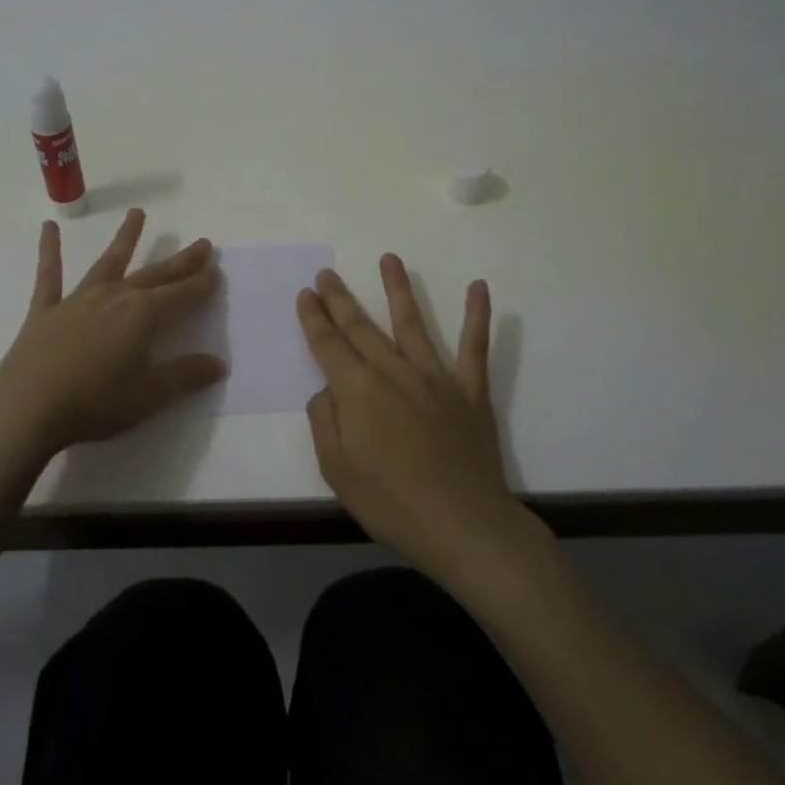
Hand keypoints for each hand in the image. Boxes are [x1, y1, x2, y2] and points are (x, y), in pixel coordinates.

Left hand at [0, 208, 225, 459]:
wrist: (27, 407)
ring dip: (125, 238)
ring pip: (108, 262)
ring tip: (138, 214)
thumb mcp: (149, 396)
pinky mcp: (47, 310)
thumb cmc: (94, 403)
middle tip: (201, 244)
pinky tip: (48, 228)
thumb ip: (185, 376)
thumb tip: (219, 364)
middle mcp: (115, 297)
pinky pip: (50, 274)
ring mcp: (79, 299)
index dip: (202, 284)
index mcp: (143, 315)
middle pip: (155, 274)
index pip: (182, 295)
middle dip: (181, 260)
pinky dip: (49, 250)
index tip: (217, 270)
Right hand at [297, 255, 526, 584]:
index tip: (306, 293)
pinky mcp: (470, 391)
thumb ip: (325, 421)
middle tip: (327, 273)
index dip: (314, 318)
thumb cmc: (392, 504)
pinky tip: (479, 287)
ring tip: (389, 258)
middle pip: (361, 327)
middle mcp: (394, 372)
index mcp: (358, 390)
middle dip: (340, 298)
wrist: (464, 527)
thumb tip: (329, 389)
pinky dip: (477, 316)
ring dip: (398, 289)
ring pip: (412, 323)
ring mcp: (436, 377)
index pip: (328, 344)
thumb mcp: (336, 470)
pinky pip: (474, 347)